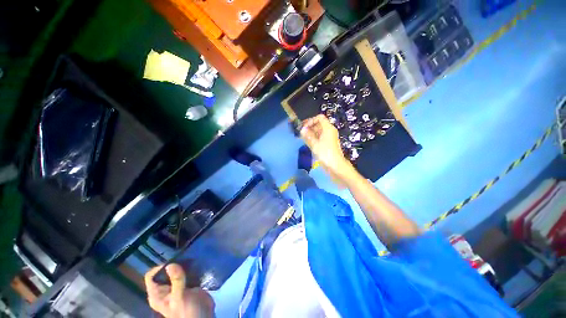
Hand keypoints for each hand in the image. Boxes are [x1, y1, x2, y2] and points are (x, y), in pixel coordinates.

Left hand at [145, 264, 213, 317]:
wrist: (203, 317)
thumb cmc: (187, 311)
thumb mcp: (180, 297)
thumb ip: (176, 281)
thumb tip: (170, 264)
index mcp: (158, 294)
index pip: (151, 276)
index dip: (160, 268)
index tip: (173, 263)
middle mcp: (165, 289)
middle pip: (165, 272)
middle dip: (175, 264)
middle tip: (185, 260)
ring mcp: (177, 287)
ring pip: (177, 270)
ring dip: (184, 265)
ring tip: (192, 260)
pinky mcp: (189, 284)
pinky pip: (188, 272)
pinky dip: (192, 268)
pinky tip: (197, 264)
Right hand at [300, 114, 355, 182]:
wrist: (335, 165)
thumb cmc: (325, 153)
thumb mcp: (315, 144)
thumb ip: (308, 135)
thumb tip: (302, 129)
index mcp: (328, 128)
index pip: (319, 118)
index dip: (311, 120)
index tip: (304, 127)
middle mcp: (329, 130)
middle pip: (319, 124)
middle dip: (309, 127)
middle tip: (301, 132)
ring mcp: (329, 137)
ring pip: (319, 131)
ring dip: (311, 132)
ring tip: (302, 137)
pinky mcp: (328, 143)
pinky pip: (320, 136)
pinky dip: (314, 137)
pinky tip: (308, 141)